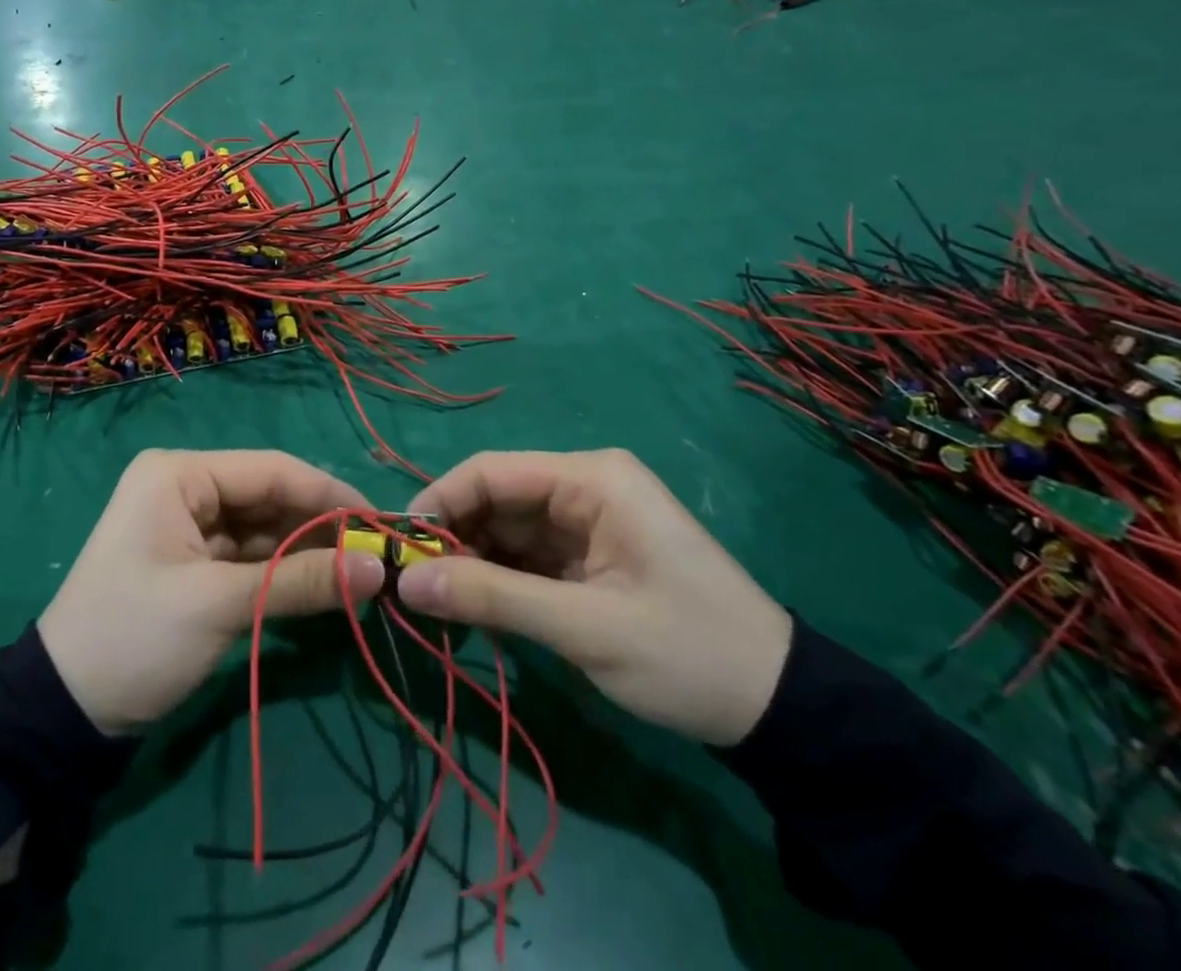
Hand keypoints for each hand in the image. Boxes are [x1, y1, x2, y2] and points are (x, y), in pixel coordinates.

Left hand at [39, 450, 386, 736]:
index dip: (329, 495)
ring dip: (307, 551)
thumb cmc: (135, 637)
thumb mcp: (220, 606)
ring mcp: (189, 524)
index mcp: (180, 474)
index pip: (271, 470)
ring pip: (265, 527)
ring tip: (360, 574)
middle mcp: (186, 486)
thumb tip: (378, 568)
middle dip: (321, 526)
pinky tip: (324, 586)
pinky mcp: (195, 561)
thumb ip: (301, 581)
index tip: (380, 523)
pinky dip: (284, 572)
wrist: (63, 712)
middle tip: (376, 556)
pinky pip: (251, 555)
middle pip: (270, 496)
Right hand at [395, 450, 792, 746]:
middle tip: (415, 588)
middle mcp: (584, 486)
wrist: (780, 709)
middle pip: (495, 498)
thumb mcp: (583, 627)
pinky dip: (499, 580)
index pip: (491, 471)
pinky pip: (527, 556)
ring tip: (439, 606)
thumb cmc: (686, 652)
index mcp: (590, 478)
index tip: (400, 548)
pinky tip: (476, 611)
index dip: (439, 502)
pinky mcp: (589, 554)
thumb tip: (405, 583)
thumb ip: (491, 598)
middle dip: (453, 539)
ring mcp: (587, 521)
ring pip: (506, 529)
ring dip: (472, 564)